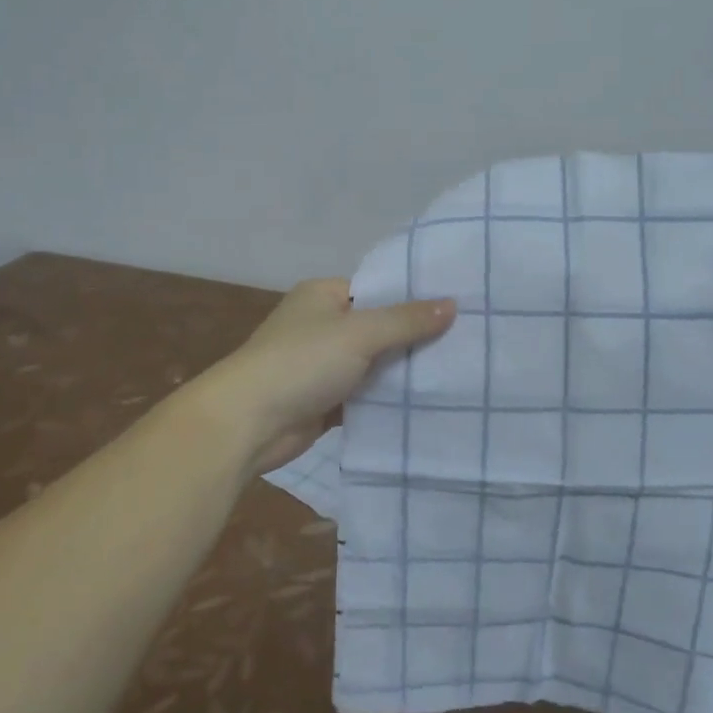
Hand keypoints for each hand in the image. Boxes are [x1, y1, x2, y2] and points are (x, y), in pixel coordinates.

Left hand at [190, 279, 456, 475]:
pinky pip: (363, 395)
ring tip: (455, 372)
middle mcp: (321, 325)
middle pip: (377, 327)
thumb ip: (406, 320)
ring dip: (401, 372)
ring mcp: (320, 365)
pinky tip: (424, 403)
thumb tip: (452, 304)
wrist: (247, 423)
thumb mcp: (359, 333)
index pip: (376, 289)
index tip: (456, 307)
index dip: (413, 298)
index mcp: (323, 295)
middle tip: (465, 342)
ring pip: (372, 364)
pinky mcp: (322, 400)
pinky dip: (385, 400)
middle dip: (413, 338)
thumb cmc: (301, 362)